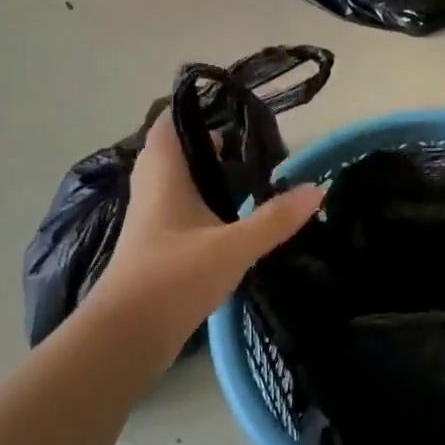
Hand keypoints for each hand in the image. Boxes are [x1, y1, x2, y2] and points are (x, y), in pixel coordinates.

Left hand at [91, 114, 324, 365]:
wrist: (127, 336)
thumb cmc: (174, 277)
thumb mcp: (234, 246)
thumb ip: (276, 219)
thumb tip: (318, 189)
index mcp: (164, 175)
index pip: (170, 124)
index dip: (195, 110)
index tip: (232, 109)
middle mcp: (152, 189)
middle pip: (176, 152)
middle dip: (208, 144)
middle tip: (249, 147)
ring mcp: (151, 220)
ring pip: (178, 183)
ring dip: (206, 176)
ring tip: (248, 177)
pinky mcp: (155, 247)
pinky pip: (179, 209)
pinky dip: (203, 204)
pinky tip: (231, 219)